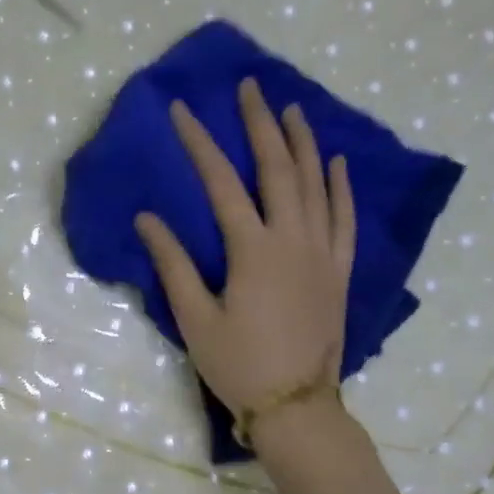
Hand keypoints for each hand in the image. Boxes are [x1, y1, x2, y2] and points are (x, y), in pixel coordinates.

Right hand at [135, 79, 355, 439]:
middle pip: (277, 169)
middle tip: (249, 88)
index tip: (182, 111)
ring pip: (317, 185)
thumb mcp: (195, 319)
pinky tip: (336, 163)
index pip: (222, 184)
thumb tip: (148, 219)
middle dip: (260, 125)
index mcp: (253, 250)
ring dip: (303, 143)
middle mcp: (293, 240)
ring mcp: (323, 253)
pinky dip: (341, 187)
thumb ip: (173, 265)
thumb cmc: (237, 365)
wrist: (295, 405)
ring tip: (291, 109)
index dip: (200, 144)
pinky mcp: (340, 271)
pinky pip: (345, 218)